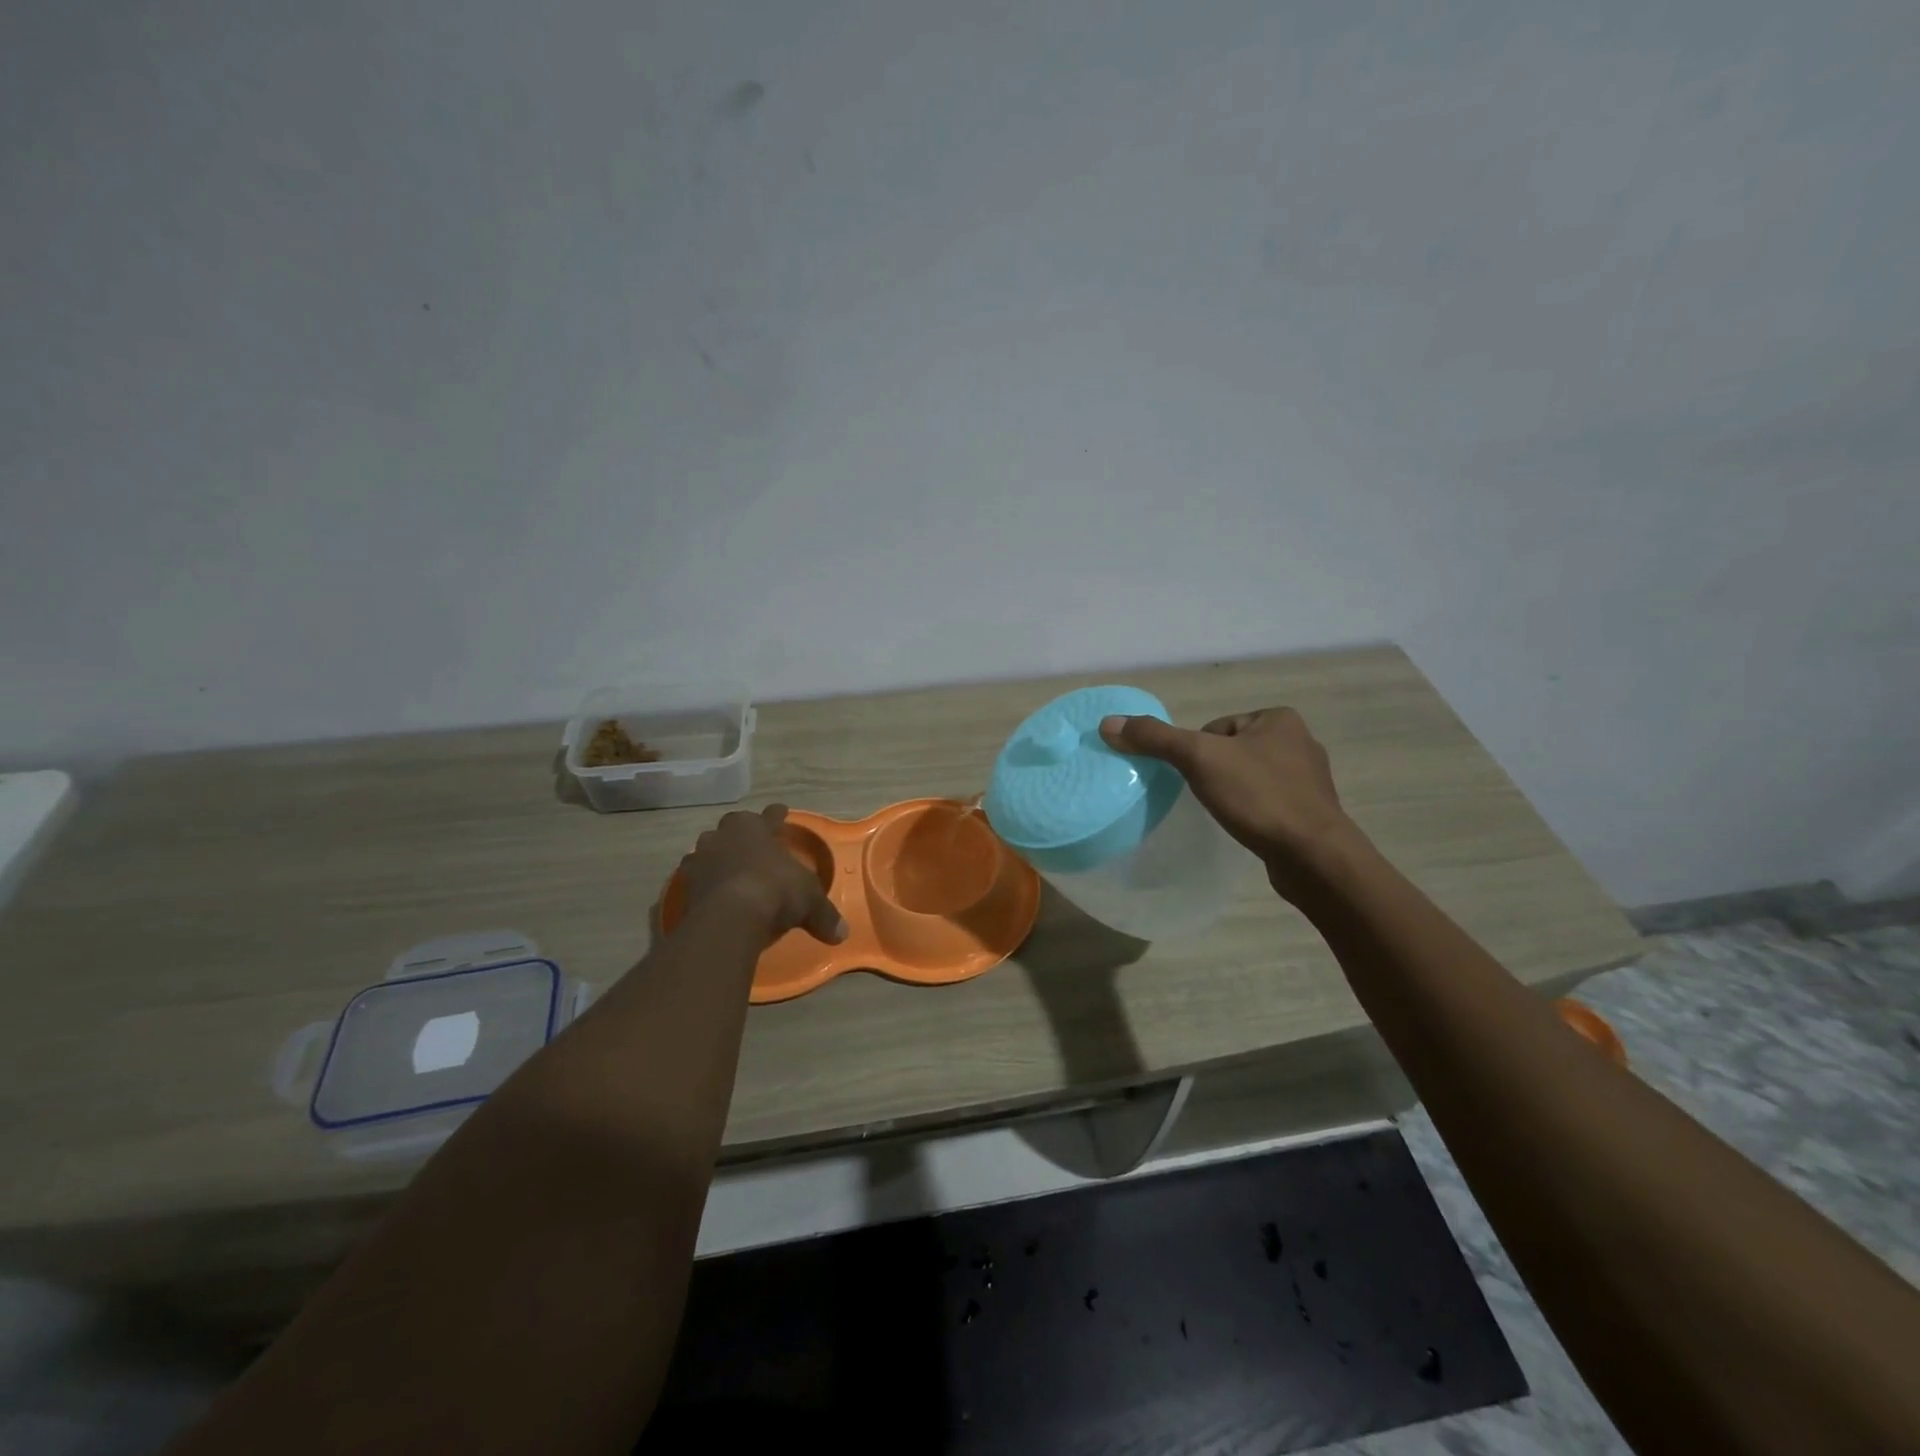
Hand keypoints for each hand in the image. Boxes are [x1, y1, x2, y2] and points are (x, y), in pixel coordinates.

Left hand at [678, 805, 848, 946]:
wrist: (729, 917)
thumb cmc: (776, 891)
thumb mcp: (810, 902)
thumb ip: (824, 915)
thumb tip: (841, 934)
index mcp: (755, 827)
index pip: (769, 816)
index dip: (777, 816)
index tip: (781, 811)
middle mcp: (724, 836)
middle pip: (733, 828)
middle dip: (742, 835)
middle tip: (752, 845)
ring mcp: (700, 859)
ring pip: (709, 850)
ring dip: (719, 858)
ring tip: (729, 870)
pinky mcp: (685, 886)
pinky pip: (697, 880)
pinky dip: (705, 885)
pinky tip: (713, 895)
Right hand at [1098, 707, 1359, 898]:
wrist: (1313, 856)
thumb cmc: (1258, 796)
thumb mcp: (1198, 759)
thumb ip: (1155, 738)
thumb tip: (1109, 723)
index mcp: (1279, 719)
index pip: (1216, 728)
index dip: (1197, 752)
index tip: (1195, 778)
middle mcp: (1300, 742)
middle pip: (1231, 752)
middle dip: (1214, 773)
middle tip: (1206, 798)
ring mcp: (1309, 780)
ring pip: (1250, 778)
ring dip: (1234, 794)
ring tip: (1225, 814)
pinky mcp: (1311, 813)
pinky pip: (1268, 803)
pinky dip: (1252, 813)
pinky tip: (1245, 828)